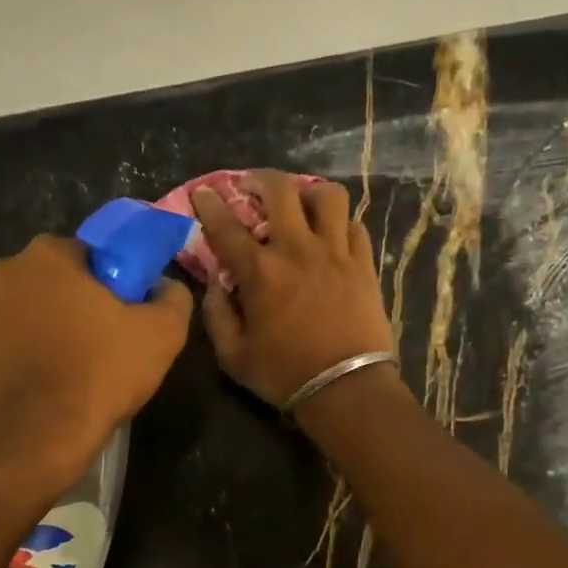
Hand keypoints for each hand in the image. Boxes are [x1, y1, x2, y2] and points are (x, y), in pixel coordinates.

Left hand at [0, 236, 190, 476]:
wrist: (38, 435)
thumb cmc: (101, 371)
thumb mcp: (162, 333)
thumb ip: (172, 298)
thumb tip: (165, 287)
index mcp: (48, 256)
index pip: (93, 254)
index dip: (118, 281)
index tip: (132, 311)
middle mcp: (7, 275)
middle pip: (60, 282)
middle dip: (84, 303)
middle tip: (113, 339)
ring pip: (36, 314)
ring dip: (58, 330)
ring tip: (85, 368)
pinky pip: (17, 346)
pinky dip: (36, 358)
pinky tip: (58, 386)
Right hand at [194, 170, 395, 410]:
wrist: (346, 388)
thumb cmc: (284, 374)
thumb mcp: (233, 355)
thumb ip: (216, 315)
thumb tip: (216, 283)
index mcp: (260, 271)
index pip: (226, 225)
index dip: (210, 204)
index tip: (204, 192)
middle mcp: (297, 249)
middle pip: (281, 189)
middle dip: (261, 179)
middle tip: (253, 186)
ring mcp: (335, 253)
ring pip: (327, 196)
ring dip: (309, 192)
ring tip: (301, 202)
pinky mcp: (363, 265)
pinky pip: (355, 226)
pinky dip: (340, 224)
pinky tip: (332, 235)